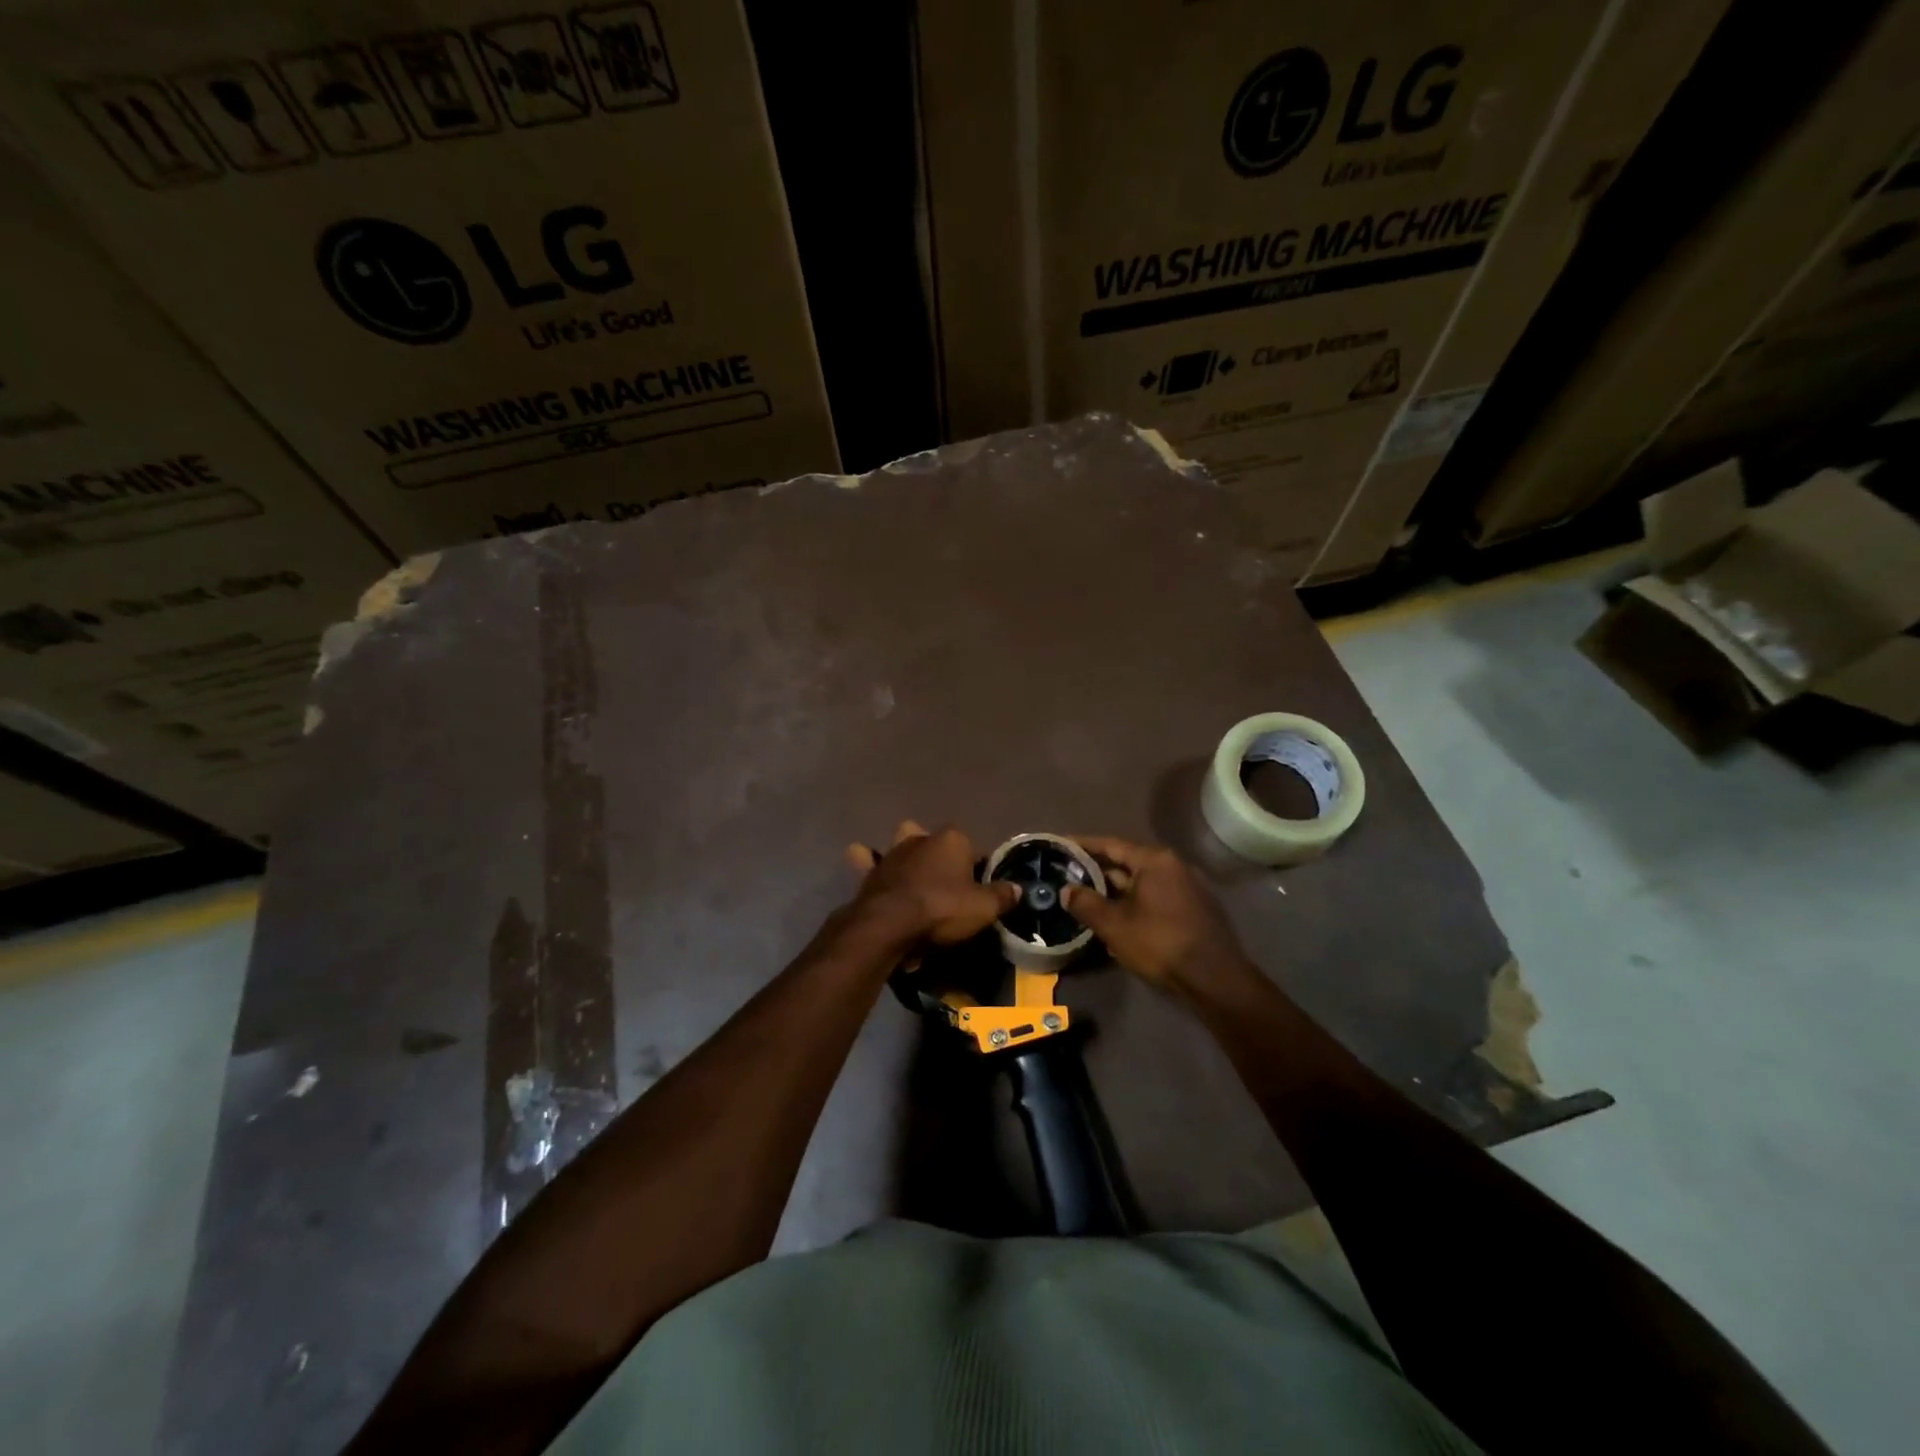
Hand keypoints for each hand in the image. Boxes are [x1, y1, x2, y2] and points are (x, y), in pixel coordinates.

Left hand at [845, 821, 1019, 946]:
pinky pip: (866, 861)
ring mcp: (892, 853)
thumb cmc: (942, 909)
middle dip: (938, 852)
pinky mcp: (870, 871)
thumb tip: (1018, 889)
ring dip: (905, 854)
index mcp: (952, 839)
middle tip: (946, 881)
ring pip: (900, 842)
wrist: (890, 924)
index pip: (972, 847)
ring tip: (912, 875)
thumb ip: (1002, 896)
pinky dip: (867, 863)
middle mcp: (921, 838)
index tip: (979, 887)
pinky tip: (870, 870)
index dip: (977, 866)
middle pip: (935, 839)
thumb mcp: (983, 908)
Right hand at [1062, 836, 1253, 1000]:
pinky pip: (1155, 897)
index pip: (1111, 844)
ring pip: (1141, 883)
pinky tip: (1117, 919)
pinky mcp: (1193, 908)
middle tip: (1069, 876)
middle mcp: (1173, 866)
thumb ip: (1086, 903)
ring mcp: (1187, 887)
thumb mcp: (1114, 925)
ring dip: (1116, 891)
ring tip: (1087, 899)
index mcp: (1154, 860)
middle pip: (1127, 862)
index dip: (1083, 845)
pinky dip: (1134, 903)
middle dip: (1098, 871)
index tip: (1061, 845)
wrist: (1214, 979)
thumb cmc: (1160, 943)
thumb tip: (1066, 890)